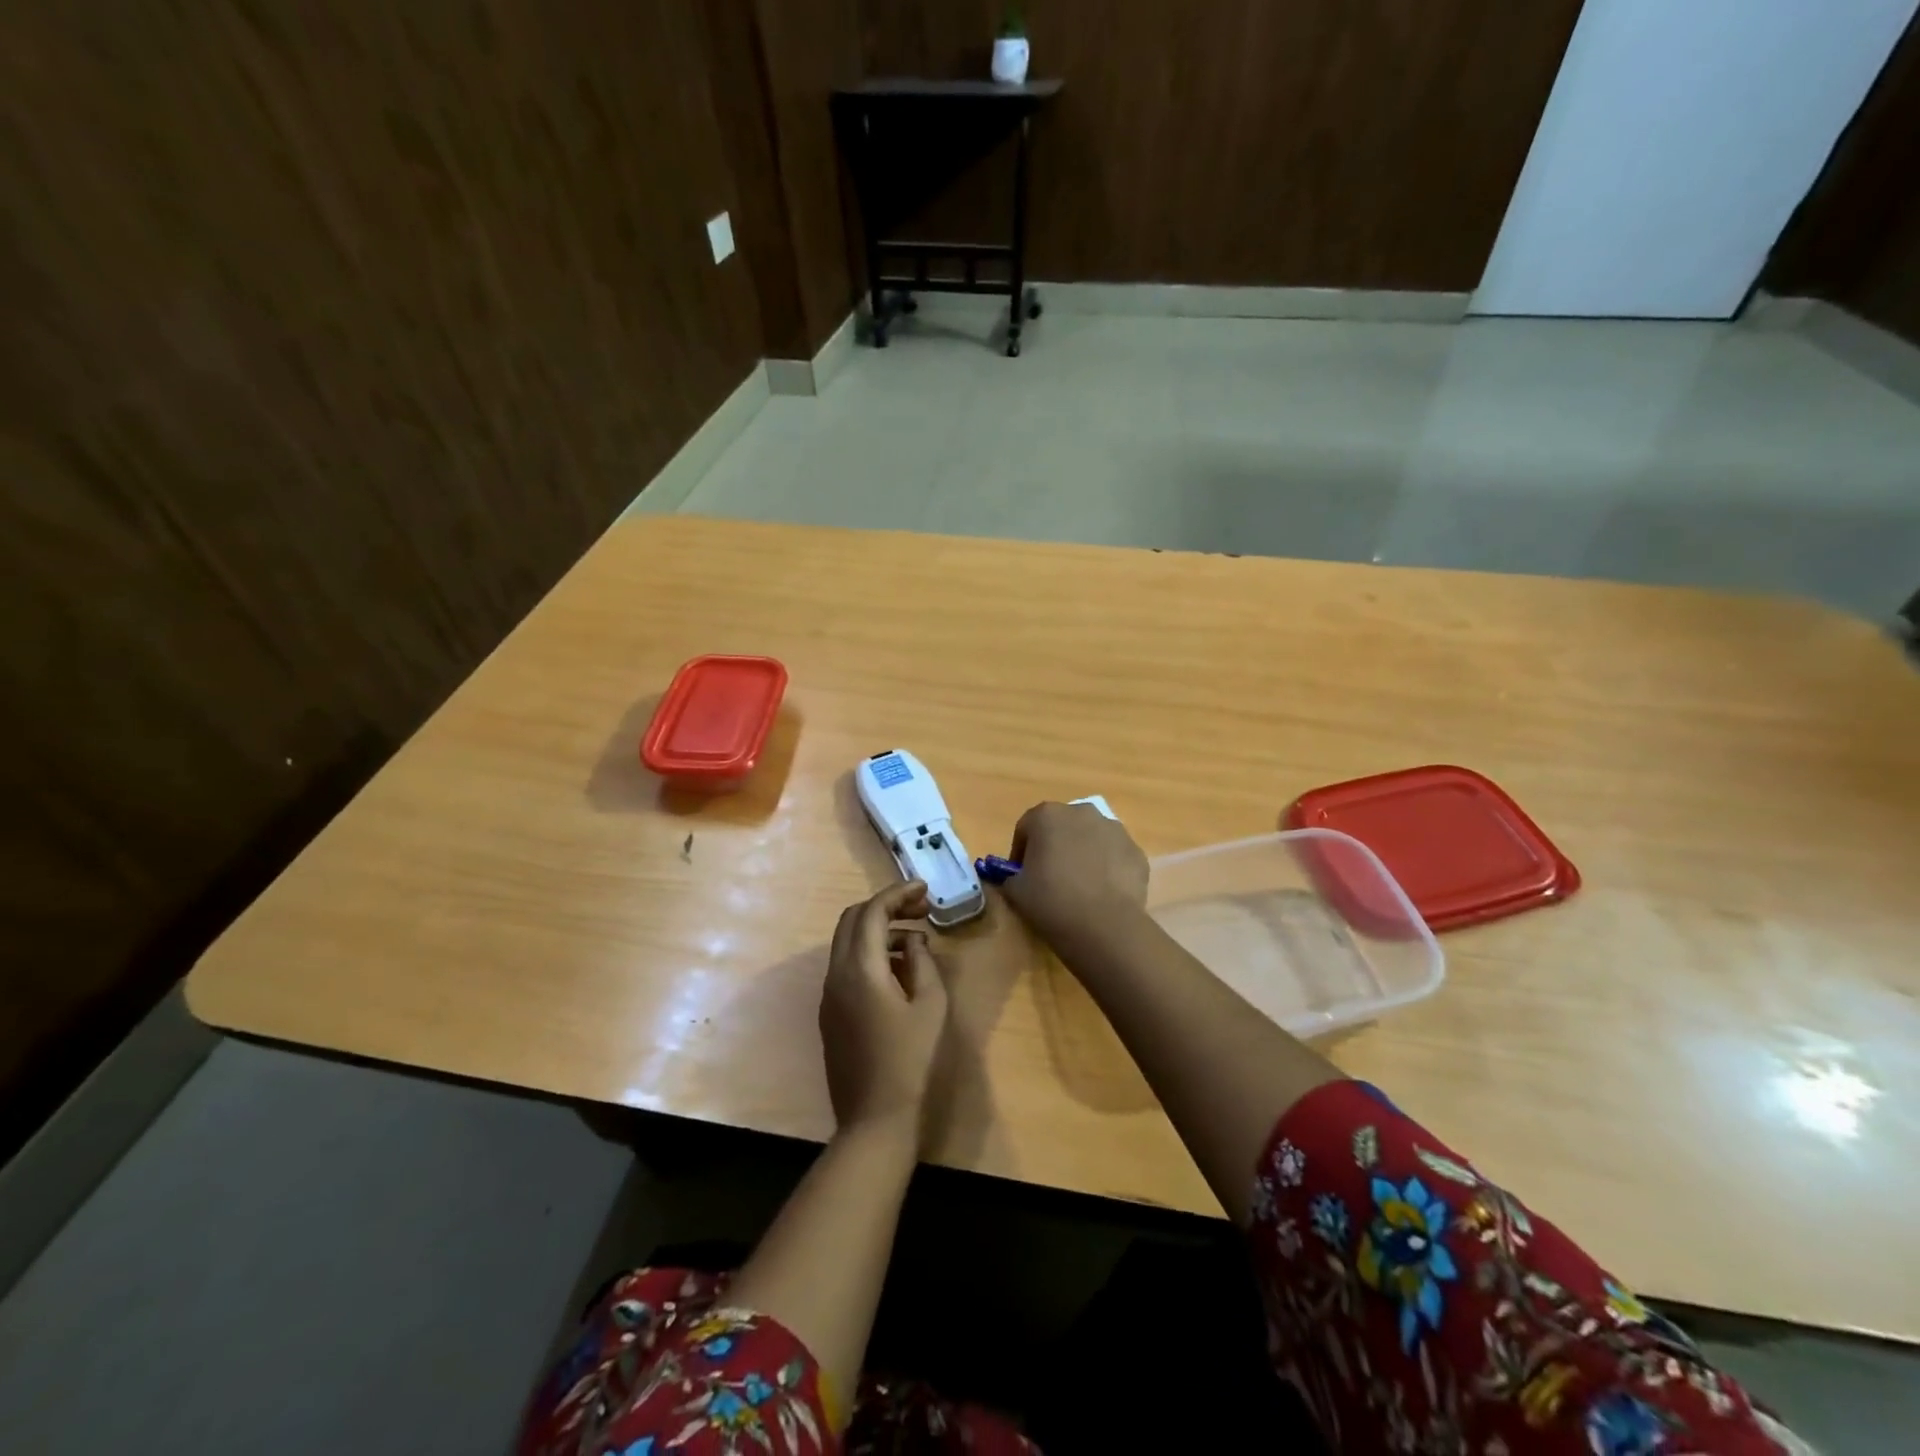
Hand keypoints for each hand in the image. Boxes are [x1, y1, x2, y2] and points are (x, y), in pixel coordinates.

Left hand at [821, 881, 949, 1139]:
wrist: (875, 1121)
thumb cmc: (911, 1062)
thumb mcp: (930, 1006)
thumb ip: (921, 962)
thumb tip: (912, 941)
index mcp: (860, 969)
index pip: (872, 911)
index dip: (898, 893)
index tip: (925, 890)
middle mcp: (836, 974)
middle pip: (852, 920)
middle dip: (885, 906)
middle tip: (920, 910)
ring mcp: (829, 995)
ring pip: (847, 943)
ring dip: (877, 930)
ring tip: (916, 941)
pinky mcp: (830, 1014)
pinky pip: (846, 967)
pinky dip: (870, 954)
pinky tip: (898, 970)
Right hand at [1000, 801, 1149, 942]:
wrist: (1104, 926)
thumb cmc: (1051, 901)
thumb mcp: (1015, 891)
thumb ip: (1010, 876)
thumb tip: (1016, 878)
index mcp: (1047, 815)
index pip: (1026, 828)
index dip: (1020, 852)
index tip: (1020, 875)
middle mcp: (1082, 812)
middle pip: (1061, 827)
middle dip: (1055, 847)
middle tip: (1050, 879)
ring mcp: (1114, 829)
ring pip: (1091, 838)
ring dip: (1083, 854)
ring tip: (1080, 887)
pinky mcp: (1136, 851)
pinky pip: (1114, 856)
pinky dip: (1107, 868)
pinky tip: (1102, 894)